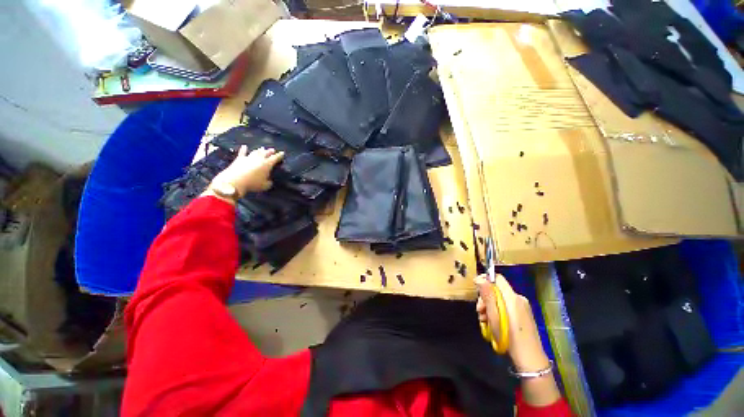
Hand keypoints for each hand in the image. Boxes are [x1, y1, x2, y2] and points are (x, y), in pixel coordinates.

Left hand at [212, 146, 284, 195]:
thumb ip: (269, 182)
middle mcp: (259, 159)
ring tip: (262, 148)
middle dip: (269, 151)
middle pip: (265, 153)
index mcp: (267, 164)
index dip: (279, 156)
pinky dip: (244, 149)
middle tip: (272, 149)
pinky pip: (242, 153)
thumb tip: (269, 181)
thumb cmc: (253, 183)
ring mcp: (249, 158)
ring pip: (255, 152)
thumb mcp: (265, 186)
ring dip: (259, 150)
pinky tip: (244, 146)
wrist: (235, 181)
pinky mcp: (239, 159)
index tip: (282, 153)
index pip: (275, 158)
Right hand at [475, 274, 549, 371]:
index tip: (476, 289)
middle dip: (485, 298)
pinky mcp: (522, 315)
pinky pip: (505, 307)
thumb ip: (487, 296)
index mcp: (512, 297)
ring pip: (500, 299)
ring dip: (489, 307)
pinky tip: (493, 324)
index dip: (485, 280)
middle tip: (479, 311)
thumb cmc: (509, 337)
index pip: (497, 278)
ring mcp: (522, 307)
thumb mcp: (494, 316)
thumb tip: (479, 278)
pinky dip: (497, 312)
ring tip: (484, 320)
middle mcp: (518, 299)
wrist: (529, 360)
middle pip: (497, 289)